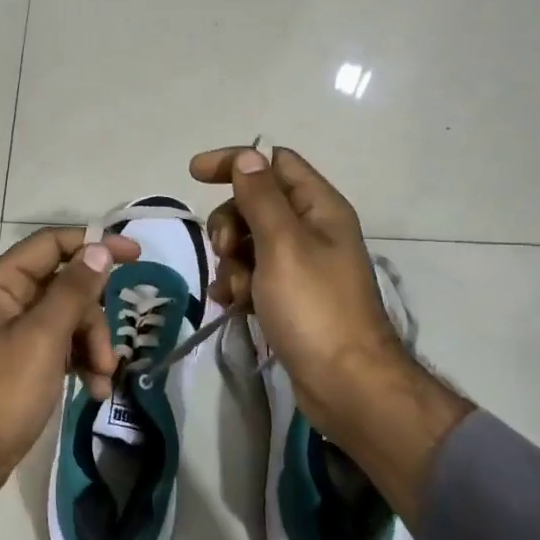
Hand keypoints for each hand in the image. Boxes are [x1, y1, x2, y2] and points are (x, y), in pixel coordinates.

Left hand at [0, 227, 139, 539]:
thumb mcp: (43, 338)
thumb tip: (99, 248)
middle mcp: (4, 299)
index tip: (136, 255)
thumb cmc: (2, 393)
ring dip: (92, 345)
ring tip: (102, 380)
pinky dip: (81, 362)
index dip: (94, 244)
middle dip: (94, 317)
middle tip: (108, 353)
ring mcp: (13, 330)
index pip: (52, 244)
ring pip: (69, 317)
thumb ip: (73, 291)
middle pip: (66, 285)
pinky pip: (61, 345)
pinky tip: (95, 390)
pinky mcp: (23, 359)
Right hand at [189, 147, 470, 487]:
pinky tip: (233, 304)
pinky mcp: (291, 298)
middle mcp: (313, 230)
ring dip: (231, 260)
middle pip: (257, 203)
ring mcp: (302, 266)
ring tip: (236, 290)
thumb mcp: (283, 245)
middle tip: (225, 249)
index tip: (194, 174)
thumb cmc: (314, 308)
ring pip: (250, 242)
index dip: (236, 162)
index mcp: (320, 208)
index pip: (275, 162)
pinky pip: (254, 276)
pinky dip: (239, 284)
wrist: (345, 383)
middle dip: (230, 222)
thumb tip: (247, 156)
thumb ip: (261, 198)